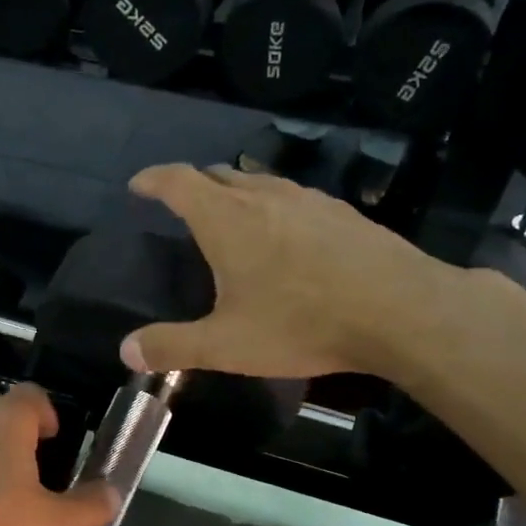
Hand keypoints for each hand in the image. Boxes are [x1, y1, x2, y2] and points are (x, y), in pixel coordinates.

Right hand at [117, 164, 468, 382]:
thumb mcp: (226, 345)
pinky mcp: (342, 212)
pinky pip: (293, 198)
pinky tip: (287, 236)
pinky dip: (274, 206)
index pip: (177, 181)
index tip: (138, 186)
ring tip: (231, 217)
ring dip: (236, 192)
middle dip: (193, 184)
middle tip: (181, 206)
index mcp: (226, 218)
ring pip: (259, 181)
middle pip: (218, 174)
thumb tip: (126, 351)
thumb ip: (172, 347)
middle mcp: (264, 196)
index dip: (152, 179)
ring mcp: (307, 199)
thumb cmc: (301, 323)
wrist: (400, 310)